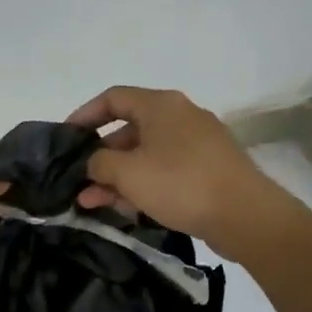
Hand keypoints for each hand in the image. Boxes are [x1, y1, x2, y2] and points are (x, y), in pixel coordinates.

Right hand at [66, 86, 289, 257]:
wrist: (245, 214)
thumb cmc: (180, 183)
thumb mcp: (127, 173)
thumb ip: (99, 163)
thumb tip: (93, 163)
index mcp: (161, 105)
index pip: (113, 98)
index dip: (85, 115)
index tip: (66, 138)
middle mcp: (180, 116)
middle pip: (129, 130)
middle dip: (101, 158)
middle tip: (79, 182)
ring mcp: (197, 143)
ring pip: (147, 155)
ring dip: (118, 176)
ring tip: (93, 204)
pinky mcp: (208, 169)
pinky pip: (166, 171)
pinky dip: (144, 184)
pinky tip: (126, 209)